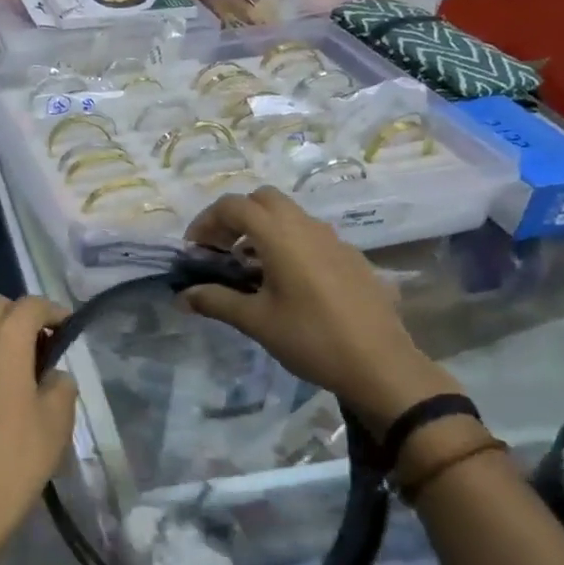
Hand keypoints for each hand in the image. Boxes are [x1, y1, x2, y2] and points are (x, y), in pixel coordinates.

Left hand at [0, 295, 77, 564]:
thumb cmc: (15, 462)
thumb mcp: (56, 423)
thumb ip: (59, 385)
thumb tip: (51, 376)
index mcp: (1, 345)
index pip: (28, 305)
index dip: (52, 310)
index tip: (67, 328)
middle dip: (20, 317)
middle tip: (42, 347)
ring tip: (16, 378)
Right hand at [181, 188, 460, 431]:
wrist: (380, 364)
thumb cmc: (311, 338)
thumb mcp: (256, 321)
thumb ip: (216, 301)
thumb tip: (183, 296)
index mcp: (281, 236)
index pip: (234, 206)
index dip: (207, 221)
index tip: (195, 250)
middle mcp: (307, 227)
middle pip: (263, 199)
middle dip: (235, 217)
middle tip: (221, 250)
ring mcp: (334, 240)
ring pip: (289, 215)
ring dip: (262, 230)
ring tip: (249, 268)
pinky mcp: (351, 257)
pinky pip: (310, 235)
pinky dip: (287, 243)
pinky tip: (286, 282)